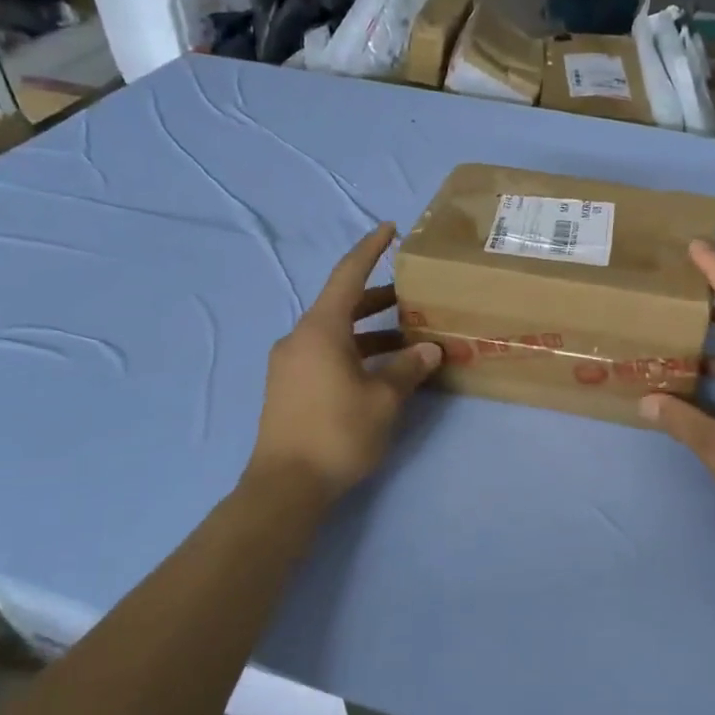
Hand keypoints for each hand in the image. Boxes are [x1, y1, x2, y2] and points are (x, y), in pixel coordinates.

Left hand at [247, 223, 441, 503]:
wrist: (285, 485)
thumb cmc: (337, 432)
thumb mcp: (384, 399)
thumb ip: (409, 368)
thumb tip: (429, 349)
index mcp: (321, 329)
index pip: (348, 275)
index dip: (370, 249)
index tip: (390, 229)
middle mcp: (300, 338)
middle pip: (343, 305)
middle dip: (379, 298)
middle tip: (413, 297)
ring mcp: (290, 363)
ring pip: (336, 333)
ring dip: (371, 332)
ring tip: (408, 341)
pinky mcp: (289, 387)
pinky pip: (326, 354)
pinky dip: (355, 352)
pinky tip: (380, 371)